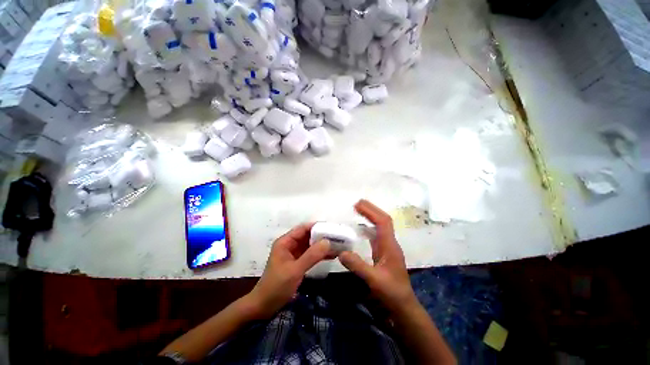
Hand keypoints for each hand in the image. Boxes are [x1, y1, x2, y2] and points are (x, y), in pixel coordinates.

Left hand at [247, 223, 329, 318]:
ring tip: (338, 245)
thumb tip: (328, 241)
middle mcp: (290, 244)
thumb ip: (311, 255)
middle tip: (338, 237)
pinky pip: (311, 255)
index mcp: (285, 242)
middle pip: (308, 236)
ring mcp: (295, 254)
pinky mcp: (298, 262)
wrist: (265, 307)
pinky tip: (332, 255)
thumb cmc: (277, 286)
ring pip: (311, 245)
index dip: (317, 226)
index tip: (332, 228)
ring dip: (323, 245)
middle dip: (322, 236)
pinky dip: (320, 255)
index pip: (303, 229)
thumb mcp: (295, 270)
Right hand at [339, 200, 417, 312]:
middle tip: (356, 204)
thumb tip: (341, 252)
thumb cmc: (391, 294)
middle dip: (371, 210)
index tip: (357, 205)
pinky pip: (376, 234)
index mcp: (390, 246)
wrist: (403, 306)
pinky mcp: (383, 253)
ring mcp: (387, 247)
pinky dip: (368, 227)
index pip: (383, 222)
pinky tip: (360, 229)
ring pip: (380, 226)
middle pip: (383, 220)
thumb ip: (358, 266)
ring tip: (357, 211)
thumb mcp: (374, 280)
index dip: (371, 211)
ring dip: (370, 216)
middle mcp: (390, 243)